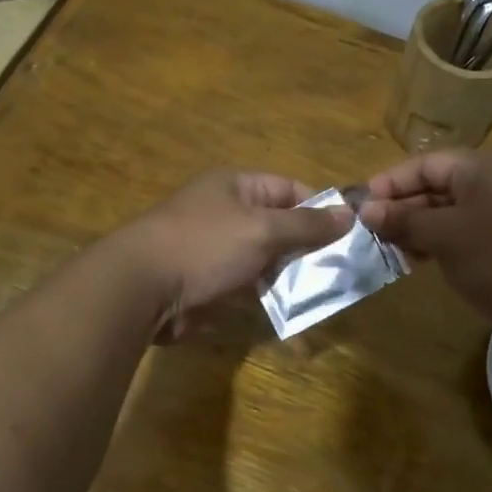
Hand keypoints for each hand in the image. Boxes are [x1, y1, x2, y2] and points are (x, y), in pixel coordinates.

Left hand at [123, 170, 352, 338]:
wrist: (142, 288)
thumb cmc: (205, 245)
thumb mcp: (263, 229)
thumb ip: (306, 225)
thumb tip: (349, 214)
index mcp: (235, 185)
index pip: (289, 189)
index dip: (320, 208)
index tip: (349, 234)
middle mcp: (225, 211)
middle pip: (278, 224)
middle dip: (308, 245)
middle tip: (342, 268)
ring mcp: (215, 247)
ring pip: (265, 256)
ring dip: (290, 272)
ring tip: (324, 290)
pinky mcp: (208, 280)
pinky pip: (247, 281)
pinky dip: (268, 291)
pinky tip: (292, 306)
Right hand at [358, 149, 491, 350]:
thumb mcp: (446, 236)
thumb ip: (405, 220)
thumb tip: (367, 209)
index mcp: (481, 168)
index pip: (424, 164)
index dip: (389, 183)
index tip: (360, 208)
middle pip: (437, 187)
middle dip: (402, 209)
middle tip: (370, 235)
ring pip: (451, 213)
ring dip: (419, 230)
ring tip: (390, 252)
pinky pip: (469, 233)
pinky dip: (443, 244)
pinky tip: (422, 263)